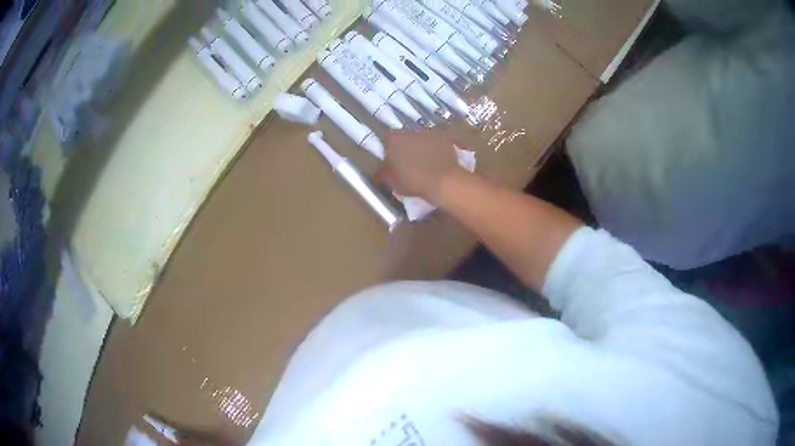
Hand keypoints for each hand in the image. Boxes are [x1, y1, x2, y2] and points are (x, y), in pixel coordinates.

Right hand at [377, 129, 464, 200]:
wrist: (443, 181)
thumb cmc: (412, 180)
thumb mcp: (390, 181)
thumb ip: (382, 172)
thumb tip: (380, 170)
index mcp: (393, 138)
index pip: (387, 141)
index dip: (390, 151)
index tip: (393, 162)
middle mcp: (410, 130)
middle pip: (405, 137)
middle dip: (406, 147)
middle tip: (409, 162)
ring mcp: (429, 132)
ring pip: (422, 138)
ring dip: (422, 146)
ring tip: (426, 162)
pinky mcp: (445, 137)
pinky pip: (438, 141)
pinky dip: (437, 148)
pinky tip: (439, 160)